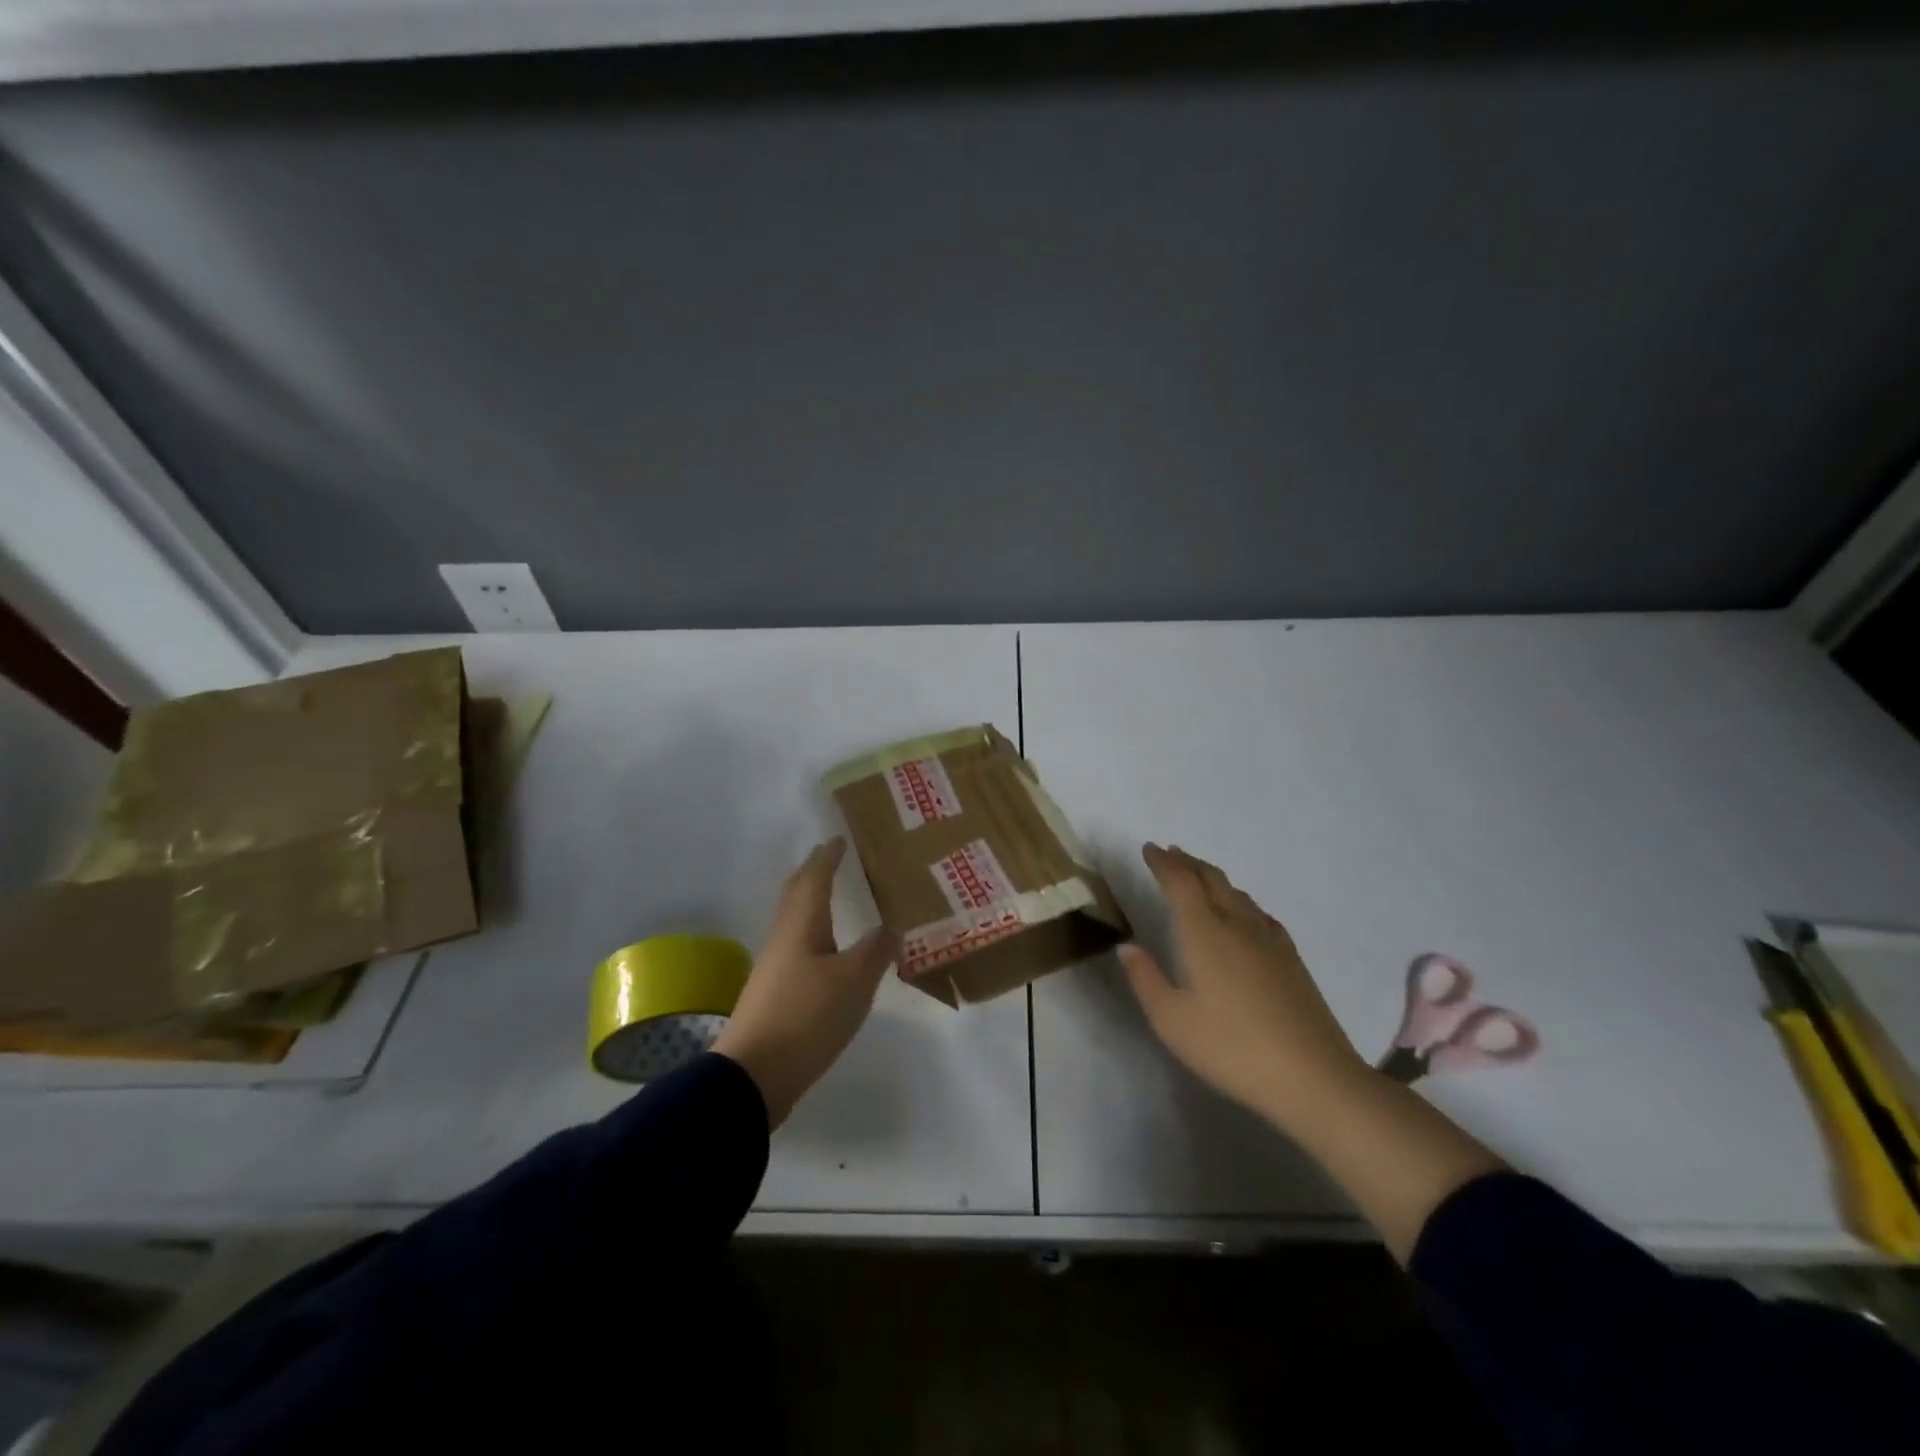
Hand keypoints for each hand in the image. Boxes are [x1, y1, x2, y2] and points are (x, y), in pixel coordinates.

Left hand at [711, 839, 898, 1127]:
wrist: (753, 1074)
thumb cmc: (806, 1017)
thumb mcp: (854, 982)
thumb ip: (876, 951)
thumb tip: (892, 926)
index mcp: (802, 926)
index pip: (815, 879)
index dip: (828, 857)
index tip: (839, 839)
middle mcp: (783, 939)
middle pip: (795, 895)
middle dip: (812, 873)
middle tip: (830, 859)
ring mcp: (774, 968)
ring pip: (793, 922)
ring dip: (810, 903)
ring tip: (830, 900)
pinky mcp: (773, 994)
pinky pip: (795, 947)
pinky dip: (811, 934)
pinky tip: (824, 953)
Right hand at [1120, 843, 1369, 1131]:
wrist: (1314, 1077)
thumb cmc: (1232, 1048)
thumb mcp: (1173, 1021)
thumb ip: (1146, 979)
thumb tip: (1127, 946)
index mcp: (1205, 933)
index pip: (1181, 883)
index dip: (1163, 863)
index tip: (1149, 849)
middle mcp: (1238, 925)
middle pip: (1211, 879)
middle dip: (1187, 862)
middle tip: (1169, 853)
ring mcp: (1270, 940)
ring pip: (1237, 893)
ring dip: (1212, 878)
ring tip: (1197, 877)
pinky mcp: (1291, 958)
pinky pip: (1258, 912)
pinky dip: (1239, 900)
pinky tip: (1241, 914)